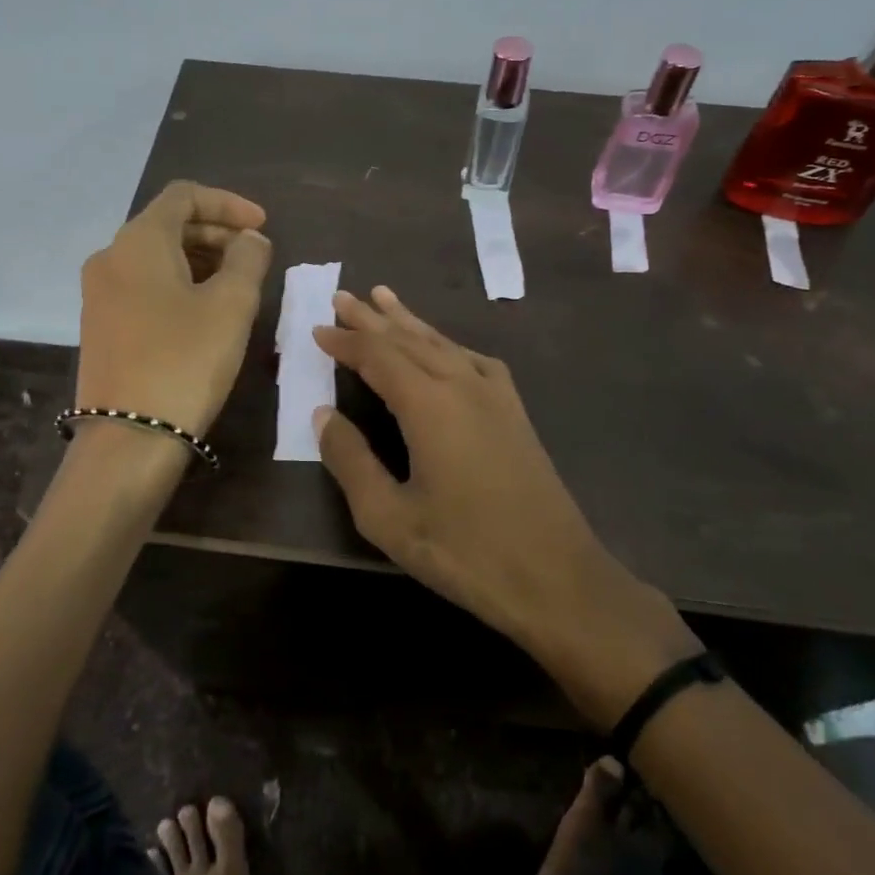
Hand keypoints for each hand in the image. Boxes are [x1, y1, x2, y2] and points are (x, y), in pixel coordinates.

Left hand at [75, 182, 271, 437]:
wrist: (129, 437)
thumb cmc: (186, 360)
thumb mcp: (231, 304)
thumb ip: (248, 259)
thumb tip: (249, 240)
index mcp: (138, 241)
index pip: (184, 195)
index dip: (228, 203)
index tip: (263, 226)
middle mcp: (110, 257)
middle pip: (167, 224)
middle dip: (216, 232)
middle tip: (255, 255)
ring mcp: (100, 293)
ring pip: (155, 256)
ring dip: (199, 258)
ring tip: (237, 283)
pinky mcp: (101, 324)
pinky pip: (144, 284)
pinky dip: (178, 282)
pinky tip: (205, 309)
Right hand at [313, 286, 696, 724]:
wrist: (556, 577)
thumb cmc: (465, 551)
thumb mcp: (389, 517)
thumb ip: (351, 460)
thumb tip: (324, 414)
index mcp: (429, 405)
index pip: (378, 356)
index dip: (346, 341)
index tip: (318, 329)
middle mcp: (463, 385)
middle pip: (410, 339)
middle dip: (374, 319)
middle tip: (343, 296)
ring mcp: (496, 396)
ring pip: (443, 344)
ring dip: (410, 322)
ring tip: (386, 298)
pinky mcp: (515, 412)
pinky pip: (473, 360)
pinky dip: (447, 344)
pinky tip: (444, 348)